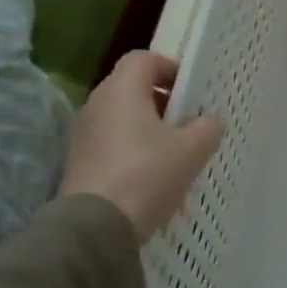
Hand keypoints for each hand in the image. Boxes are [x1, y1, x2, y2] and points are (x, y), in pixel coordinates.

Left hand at [57, 51, 223, 236]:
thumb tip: (208, 121)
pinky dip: (132, 150)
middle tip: (189, 122)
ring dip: (148, 128)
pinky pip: (111, 143)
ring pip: (122, 117)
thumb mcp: (192, 149)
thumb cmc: (147, 174)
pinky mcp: (78, 163)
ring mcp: (83, 135)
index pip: (144, 59)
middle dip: (162, 101)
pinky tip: (152, 176)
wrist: (95, 228)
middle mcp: (96, 104)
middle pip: (132, 88)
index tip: (191, 90)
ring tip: (175, 153)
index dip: (170, 68)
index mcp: (122, 90)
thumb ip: (207, 127)